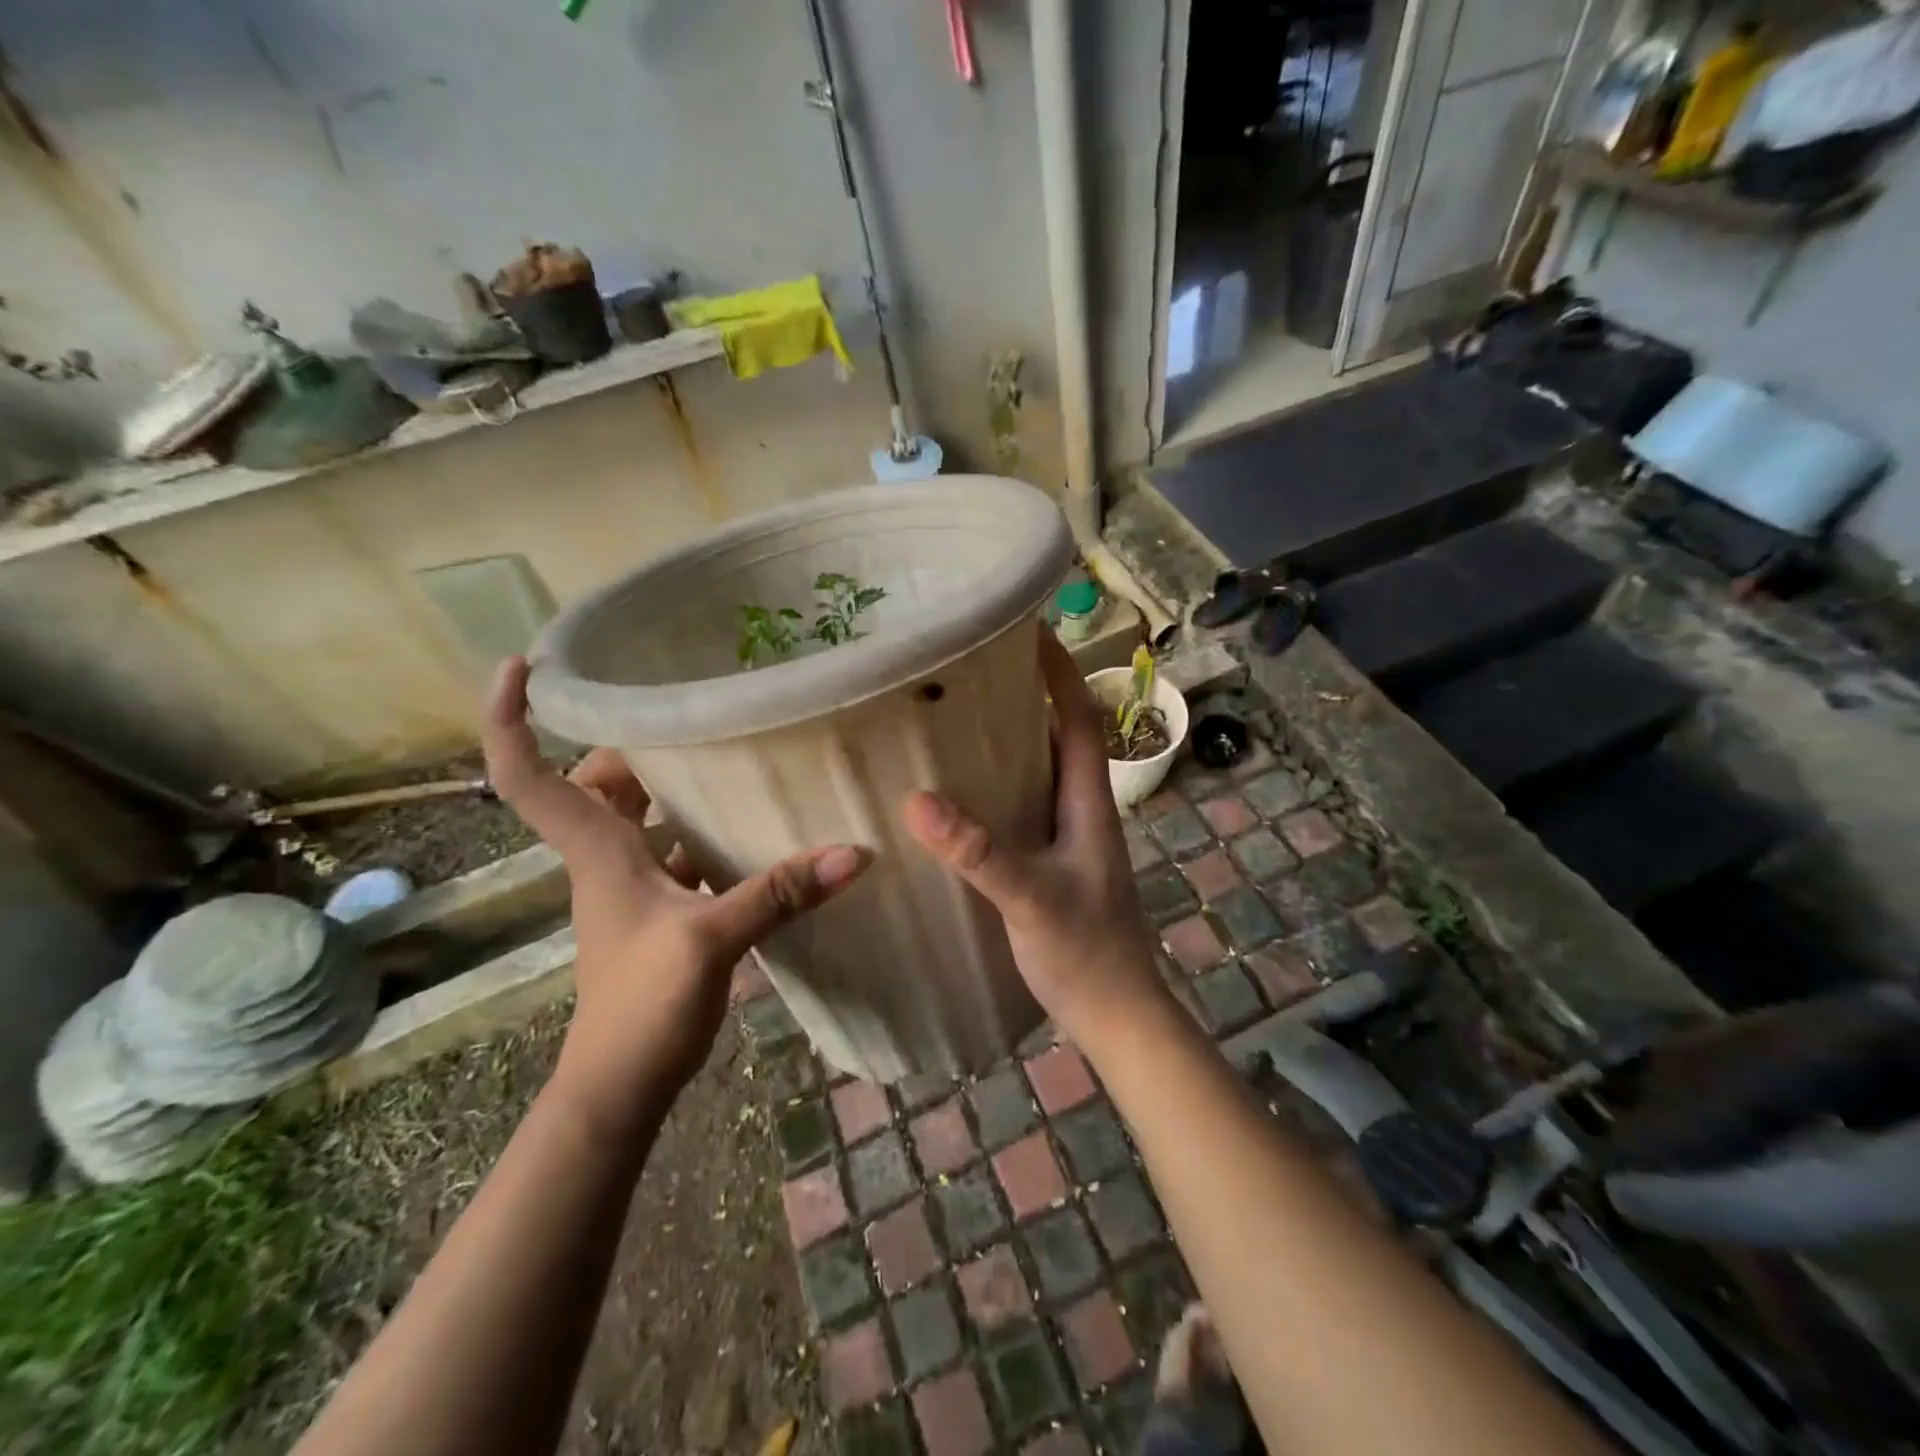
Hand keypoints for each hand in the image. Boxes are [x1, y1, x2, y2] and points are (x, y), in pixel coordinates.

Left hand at [482, 658, 869, 1132]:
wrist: (619, 1087)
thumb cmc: (640, 1006)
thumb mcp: (711, 941)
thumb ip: (778, 893)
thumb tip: (852, 853)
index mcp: (597, 851)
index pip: (526, 776)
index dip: (510, 719)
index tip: (522, 667)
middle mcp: (605, 859)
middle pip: (594, 784)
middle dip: (627, 746)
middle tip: (684, 716)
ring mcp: (632, 888)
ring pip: (638, 818)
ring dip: (670, 788)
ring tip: (727, 756)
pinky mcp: (660, 912)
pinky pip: (675, 853)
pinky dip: (701, 835)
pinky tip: (751, 831)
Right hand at [899, 632, 1169, 1052]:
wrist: (1117, 1014)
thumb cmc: (1086, 952)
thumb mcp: (1029, 897)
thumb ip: (978, 851)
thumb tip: (917, 800)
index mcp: (1089, 802)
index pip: (1080, 718)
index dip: (1059, 673)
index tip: (1029, 632)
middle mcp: (1083, 809)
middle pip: (1059, 736)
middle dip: (1027, 697)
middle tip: (973, 672)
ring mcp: (1070, 837)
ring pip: (1040, 773)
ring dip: (1010, 742)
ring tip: (957, 720)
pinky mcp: (1054, 863)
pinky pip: (1025, 808)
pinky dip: (999, 788)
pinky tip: (961, 796)